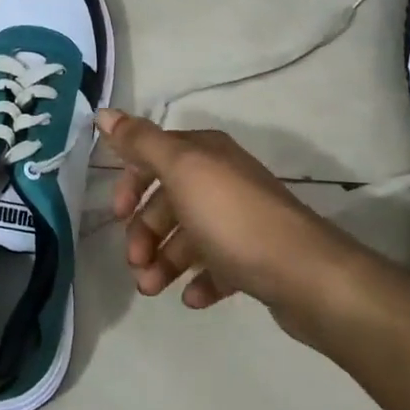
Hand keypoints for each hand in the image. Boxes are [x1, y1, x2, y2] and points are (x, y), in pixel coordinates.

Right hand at [97, 109, 359, 343]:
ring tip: (153, 289)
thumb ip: (140, 142)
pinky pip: (216, 267)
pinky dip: (199, 280)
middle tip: (136, 263)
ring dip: (164, 261)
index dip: (130, 183)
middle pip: (168, 201)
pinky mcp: (254, 258)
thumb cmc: (233, 217)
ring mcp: (240, 220)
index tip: (117, 214)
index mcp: (205, 154)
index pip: (154, 157)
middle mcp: (223, 180)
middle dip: (145, 232)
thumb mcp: (181, 170)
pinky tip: (192, 298)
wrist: (306, 275)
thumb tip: (104, 112)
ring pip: (188, 237)